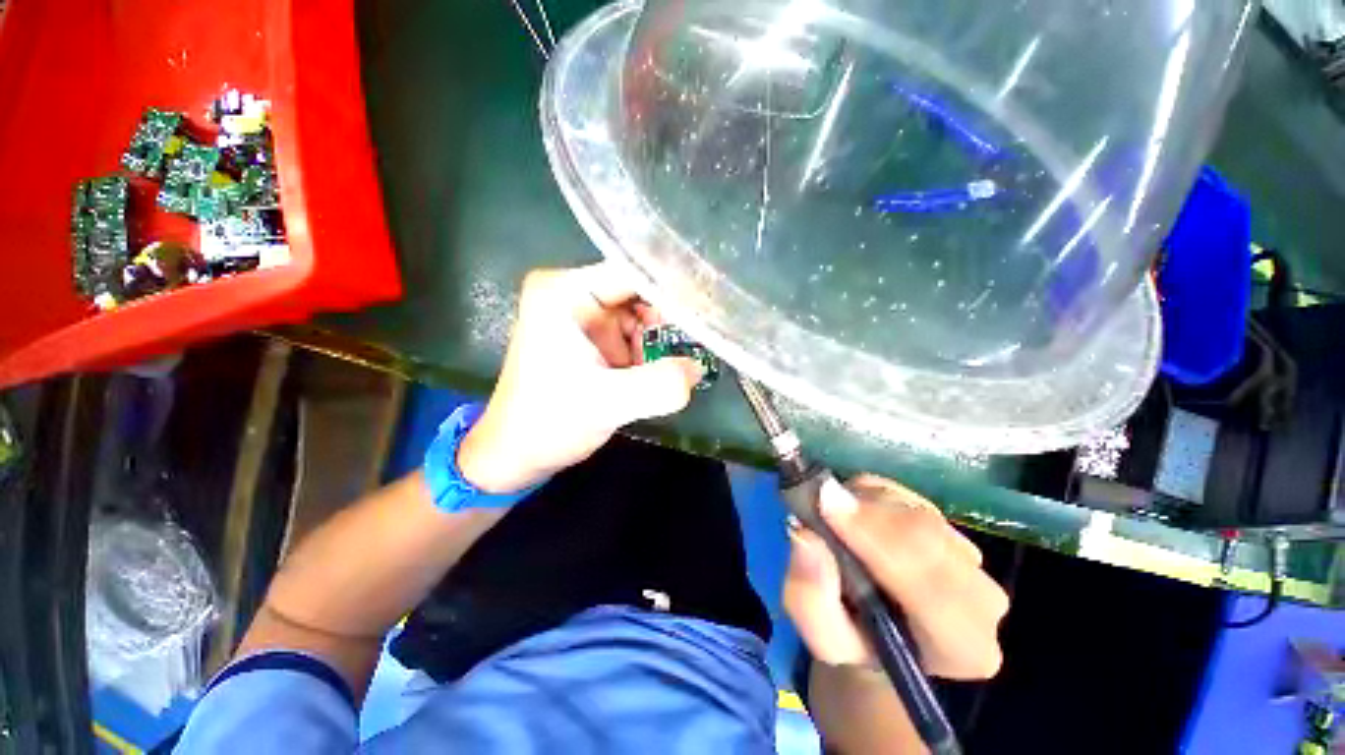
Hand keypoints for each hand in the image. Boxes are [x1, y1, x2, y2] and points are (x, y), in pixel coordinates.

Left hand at [457, 264, 702, 492]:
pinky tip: (657, 371)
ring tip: (675, 365)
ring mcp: (584, 314)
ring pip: (642, 313)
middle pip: (640, 290)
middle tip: (702, 340)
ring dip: (661, 338)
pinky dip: (651, 350)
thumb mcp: (607, 404)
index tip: (712, 307)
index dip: (674, 287)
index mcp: (565, 292)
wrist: (517, 453)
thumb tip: (697, 368)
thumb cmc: (549, 423)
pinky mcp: (592, 336)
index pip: (633, 272)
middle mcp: (573, 292)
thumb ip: (659, 385)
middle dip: (671, 318)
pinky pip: (634, 332)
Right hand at [783, 475, 1008, 679]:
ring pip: (910, 508)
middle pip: (925, 536)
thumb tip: (807, 537)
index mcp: (964, 646)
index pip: (933, 584)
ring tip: (835, 522)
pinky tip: (855, 515)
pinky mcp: (949, 524)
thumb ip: (811, 599)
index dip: (877, 538)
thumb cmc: (855, 639)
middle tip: (819, 500)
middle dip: (866, 513)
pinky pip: (903, 494)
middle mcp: (983, 599)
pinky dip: (869, 494)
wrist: (883, 632)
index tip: (827, 505)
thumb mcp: (821, 637)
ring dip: (864, 504)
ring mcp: (970, 556)